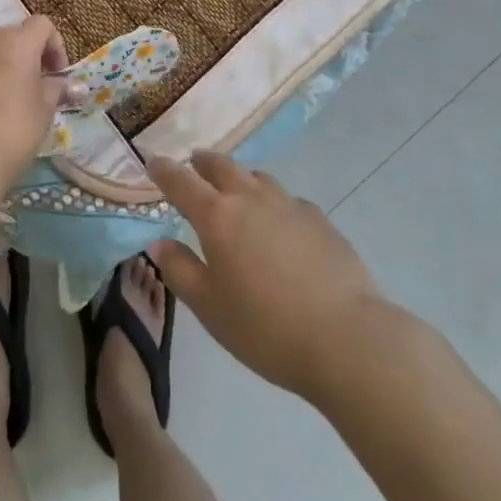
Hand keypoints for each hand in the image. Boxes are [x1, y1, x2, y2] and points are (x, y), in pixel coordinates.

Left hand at [0, 18, 72, 192]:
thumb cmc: (15, 133)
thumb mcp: (45, 111)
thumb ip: (57, 89)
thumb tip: (72, 85)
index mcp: (18, 44)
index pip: (42, 25)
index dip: (54, 45)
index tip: (57, 74)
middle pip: (13, 34)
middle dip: (27, 53)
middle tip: (34, 84)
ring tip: (1, 90)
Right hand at [148, 152, 401, 401]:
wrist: (348, 339)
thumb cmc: (266, 328)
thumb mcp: (210, 308)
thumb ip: (180, 270)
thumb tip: (160, 242)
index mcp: (217, 217)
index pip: (181, 182)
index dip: (164, 170)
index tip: (153, 162)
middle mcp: (251, 199)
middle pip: (221, 166)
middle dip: (202, 162)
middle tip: (193, 163)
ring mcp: (289, 205)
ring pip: (257, 177)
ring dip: (239, 176)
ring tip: (235, 188)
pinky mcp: (320, 220)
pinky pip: (287, 199)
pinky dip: (272, 201)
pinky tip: (278, 223)